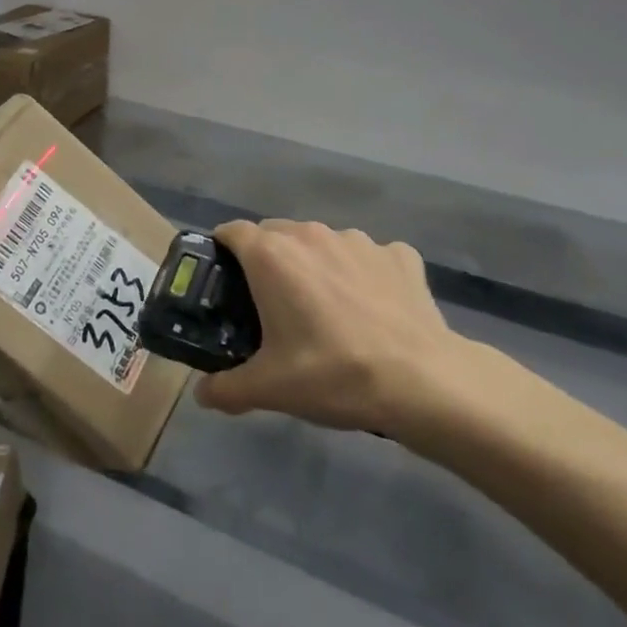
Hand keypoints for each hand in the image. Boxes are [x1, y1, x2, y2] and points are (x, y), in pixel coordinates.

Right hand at [194, 220, 502, 452]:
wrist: (423, 383)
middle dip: (268, 261)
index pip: (231, 231)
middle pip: (276, 234)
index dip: (223, 252)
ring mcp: (358, 240)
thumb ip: (226, 388)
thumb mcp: (270, 389)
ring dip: (316, 265)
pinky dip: (363, 273)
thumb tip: (202, 395)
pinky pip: (369, 256)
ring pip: (322, 243)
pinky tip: (373, 308)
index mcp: (271, 255)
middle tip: (272, 306)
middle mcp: (310, 235)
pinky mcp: (399, 255)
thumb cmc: (333, 374)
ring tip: (327, 310)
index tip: (225, 282)